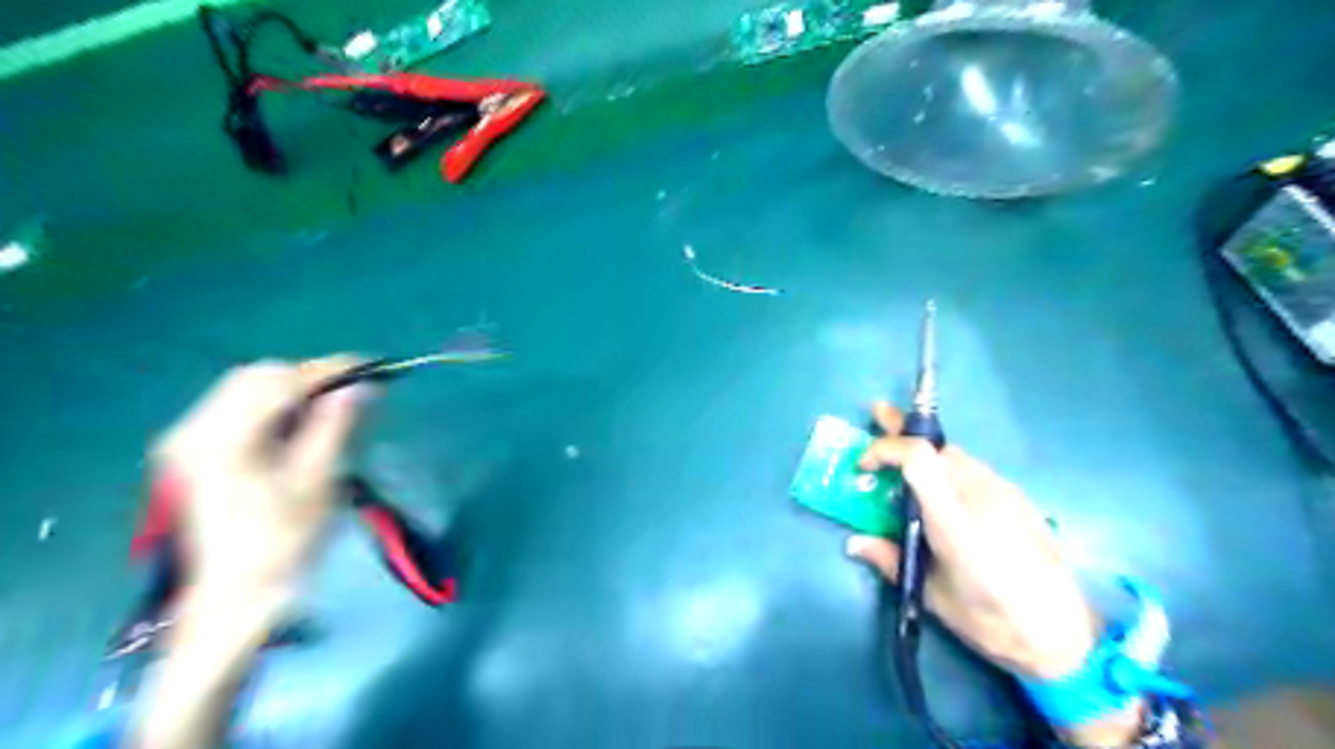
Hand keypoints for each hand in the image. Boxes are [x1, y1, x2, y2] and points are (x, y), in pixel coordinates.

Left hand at [152, 356, 371, 607]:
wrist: (234, 596)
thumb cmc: (282, 542)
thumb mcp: (317, 481)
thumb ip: (334, 426)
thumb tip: (361, 386)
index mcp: (222, 439)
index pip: (279, 382)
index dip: (329, 370)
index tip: (372, 368)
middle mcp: (194, 430)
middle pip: (255, 378)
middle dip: (308, 378)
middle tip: (353, 393)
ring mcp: (188, 441)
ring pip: (244, 390)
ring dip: (292, 391)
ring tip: (333, 409)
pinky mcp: (194, 454)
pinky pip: (236, 410)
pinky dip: (274, 408)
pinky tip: (300, 426)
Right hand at [850, 407, 1141, 745]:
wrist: (1064, 636)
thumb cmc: (990, 620)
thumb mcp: (931, 595)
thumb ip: (890, 561)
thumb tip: (854, 543)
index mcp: (953, 519)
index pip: (917, 457)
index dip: (885, 450)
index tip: (864, 468)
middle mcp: (980, 494)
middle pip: (936, 446)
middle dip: (901, 430)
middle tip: (877, 413)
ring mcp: (1004, 493)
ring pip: (957, 456)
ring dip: (926, 452)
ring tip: (905, 460)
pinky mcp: (1019, 499)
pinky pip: (976, 470)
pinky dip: (950, 468)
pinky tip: (947, 491)